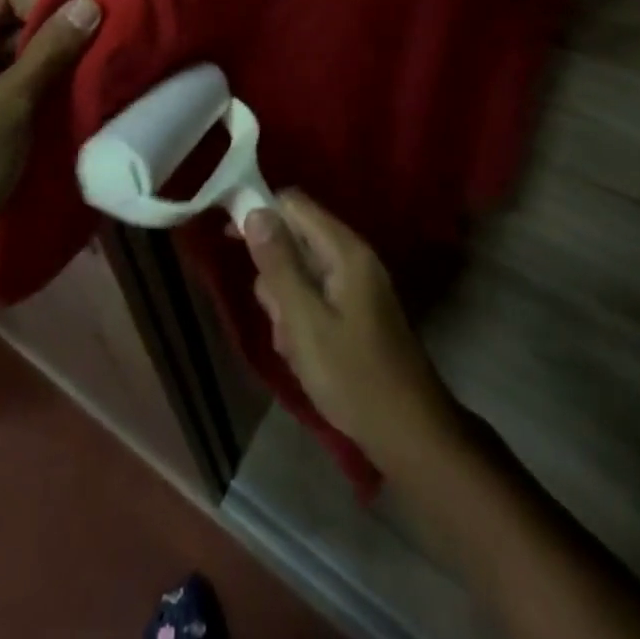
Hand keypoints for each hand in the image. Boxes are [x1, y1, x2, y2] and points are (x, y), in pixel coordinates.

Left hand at [0, 0, 99, 278]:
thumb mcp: (13, 103)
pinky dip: (6, 89)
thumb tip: (89, 3)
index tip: (84, 35)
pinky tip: (36, 110)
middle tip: (82, 63)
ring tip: (66, 87)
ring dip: (27, 69)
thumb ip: (51, 49)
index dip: (47, 11)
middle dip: (40, 43)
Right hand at [242, 193, 459, 469]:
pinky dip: (302, 322)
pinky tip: (303, 357)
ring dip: (286, 306)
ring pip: (302, 274)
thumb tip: (255, 211)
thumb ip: (279, 265)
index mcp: (345, 250)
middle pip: (296, 240)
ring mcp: (357, 285)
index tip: (229, 242)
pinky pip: (316, 299)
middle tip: (277, 319)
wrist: (410, 433)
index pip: (294, 205)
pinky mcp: (357, 312)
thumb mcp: (305, 321)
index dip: (260, 213)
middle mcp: (353, 258)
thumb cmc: (353, 376)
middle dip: (274, 276)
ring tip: (292, 346)